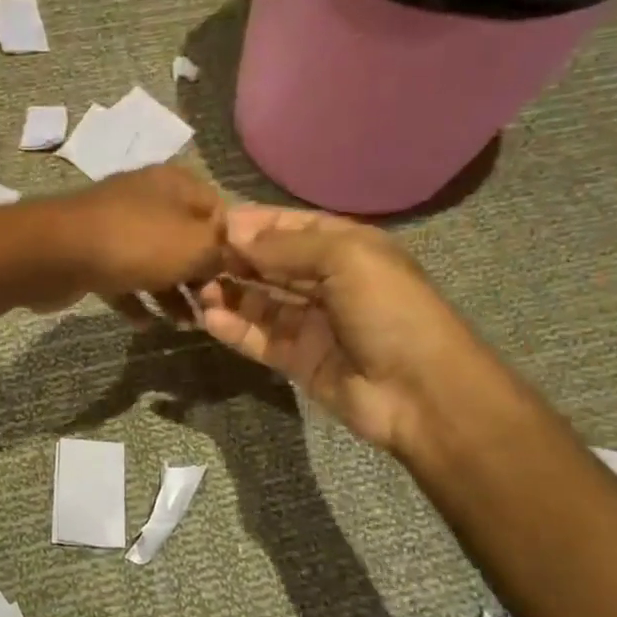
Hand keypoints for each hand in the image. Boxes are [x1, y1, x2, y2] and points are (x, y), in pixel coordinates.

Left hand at [34, 164, 226, 322]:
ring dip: (171, 293)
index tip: (241, 279)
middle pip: (186, 238)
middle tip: (213, 308)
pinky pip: (122, 278)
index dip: (233, 245)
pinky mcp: (91, 253)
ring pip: (154, 261)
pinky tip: (146, 325)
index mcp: (176, 185)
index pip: (219, 210)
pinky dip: (136, 299)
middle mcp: (147, 198)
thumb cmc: (137, 243)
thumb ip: (222, 252)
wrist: (57, 253)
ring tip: (185, 325)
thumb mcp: (196, 246)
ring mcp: (115, 226)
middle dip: (201, 276)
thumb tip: (231, 259)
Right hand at [196, 205, 486, 450]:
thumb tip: (235, 235)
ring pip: (260, 301)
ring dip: (229, 292)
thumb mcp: (346, 258)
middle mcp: (327, 281)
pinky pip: (259, 338)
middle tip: (193, 256)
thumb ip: (286, 246)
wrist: (422, 392)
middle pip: (270, 263)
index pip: (289, 226)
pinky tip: (209, 318)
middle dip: (234, 257)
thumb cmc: (389, 310)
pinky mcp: (298, 360)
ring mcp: (312, 323)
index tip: (210, 223)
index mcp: (346, 248)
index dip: (252, 223)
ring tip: (197, 287)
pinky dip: (234, 328)